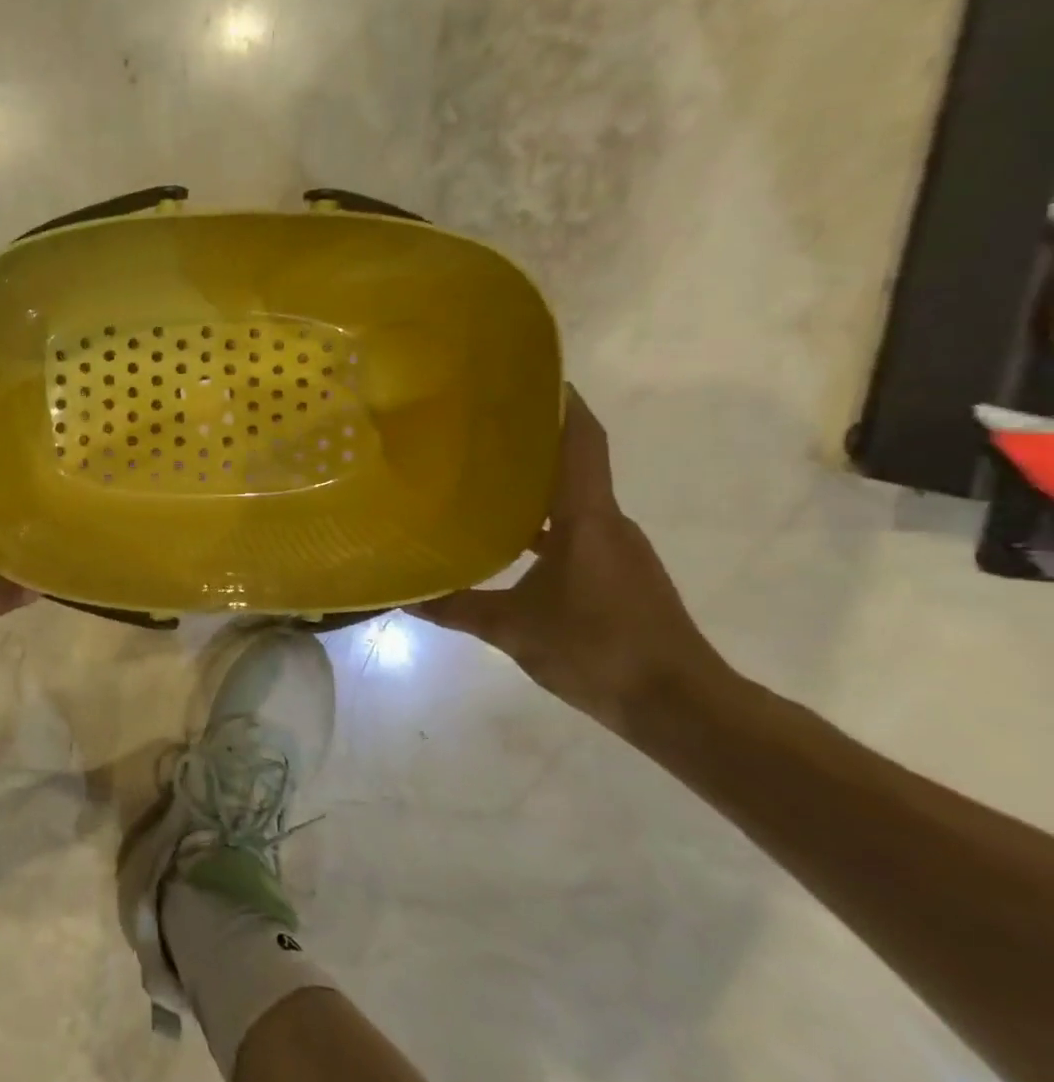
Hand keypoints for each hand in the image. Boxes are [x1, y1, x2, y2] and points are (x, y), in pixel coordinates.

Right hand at [405, 388, 728, 728]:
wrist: (681, 706)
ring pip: (572, 502)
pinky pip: (576, 532)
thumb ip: (456, 608)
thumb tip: (402, 597)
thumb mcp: (513, 630)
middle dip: (531, 442)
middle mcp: (608, 523)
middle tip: (477, 429)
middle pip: (572, 466)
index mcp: (587, 519)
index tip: (532, 375)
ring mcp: (617, 550)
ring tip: (481, 479)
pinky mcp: (620, 575)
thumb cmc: (598, 649)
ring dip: (534, 487)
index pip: (581, 442)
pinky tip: (508, 542)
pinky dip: (543, 525)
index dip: (562, 404)